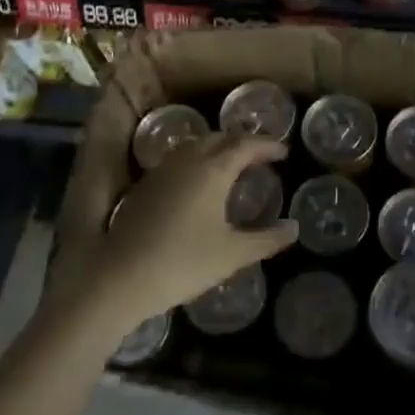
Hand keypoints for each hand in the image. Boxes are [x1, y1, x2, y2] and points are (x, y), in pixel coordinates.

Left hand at [57, 134, 297, 335]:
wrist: (120, 277)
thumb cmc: (184, 262)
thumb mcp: (233, 254)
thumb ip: (267, 239)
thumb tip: (294, 228)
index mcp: (213, 169)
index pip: (246, 145)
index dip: (267, 145)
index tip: (284, 152)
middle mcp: (188, 160)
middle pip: (220, 138)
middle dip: (243, 142)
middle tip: (261, 157)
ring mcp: (163, 170)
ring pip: (196, 145)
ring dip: (218, 148)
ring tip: (232, 165)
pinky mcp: (145, 185)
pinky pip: (179, 159)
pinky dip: (198, 160)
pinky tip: (199, 183)